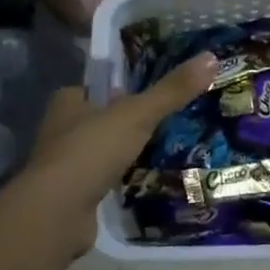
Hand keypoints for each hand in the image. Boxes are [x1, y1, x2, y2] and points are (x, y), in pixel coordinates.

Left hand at [13, 53, 218, 254]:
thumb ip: (172, 90)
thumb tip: (211, 57)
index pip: (95, 88)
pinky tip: (142, 181)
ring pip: (100, 151)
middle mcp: (60, 131)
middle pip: (98, 119)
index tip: (146, 93)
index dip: (118, 89)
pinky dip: (118, 181)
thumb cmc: (91, 150)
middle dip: (123, 122)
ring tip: (160, 150)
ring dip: (122, 153)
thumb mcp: (137, 114)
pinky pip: (101, 181)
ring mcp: (64, 166)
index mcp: (68, 102)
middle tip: (162, 121)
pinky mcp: (71, 196)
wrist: (57, 212)